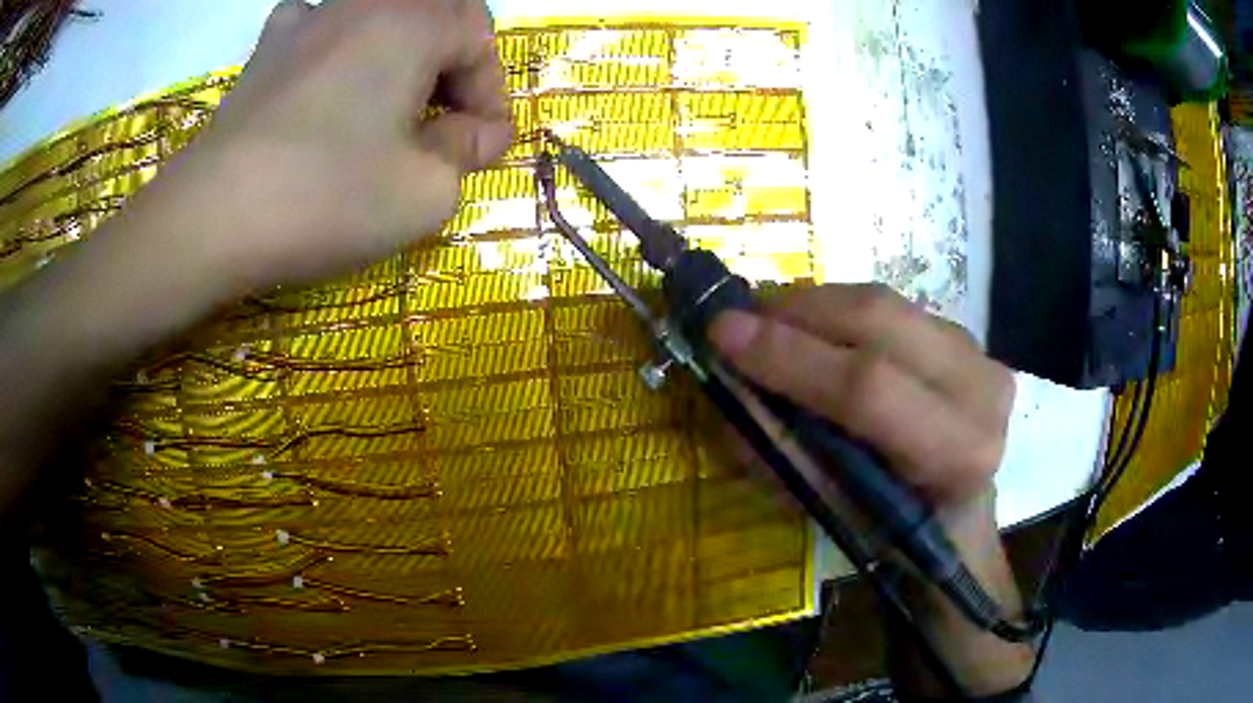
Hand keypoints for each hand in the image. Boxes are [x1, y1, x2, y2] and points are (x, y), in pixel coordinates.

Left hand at [128, 0, 511, 293]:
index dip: (490, 91)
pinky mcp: (265, 49)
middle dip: (451, 68)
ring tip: (385, 102)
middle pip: (433, 17)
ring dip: (396, 54)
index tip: (484, 143)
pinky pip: (314, 23)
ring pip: (376, 16)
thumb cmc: (327, 198)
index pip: (479, 37)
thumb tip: (484, 134)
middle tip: (443, 124)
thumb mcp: (425, 191)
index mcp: (413, 22)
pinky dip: (333, 43)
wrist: (212, 218)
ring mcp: (308, 20)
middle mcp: (364, 3)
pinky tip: (325, 73)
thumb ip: (468, 152)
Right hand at [709, 284, 1030, 695]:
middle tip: (736, 319)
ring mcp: (978, 353)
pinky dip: (837, 311)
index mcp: (958, 452)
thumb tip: (728, 388)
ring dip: (812, 305)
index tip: (721, 335)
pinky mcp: (964, 336)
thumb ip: (783, 450)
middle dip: (795, 313)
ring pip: (883, 302)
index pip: (868, 388)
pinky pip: (890, 306)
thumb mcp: (834, 511)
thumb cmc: (895, 535)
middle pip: (879, 321)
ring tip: (764, 322)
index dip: (790, 357)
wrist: (957, 517)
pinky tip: (809, 327)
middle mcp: (981, 389)